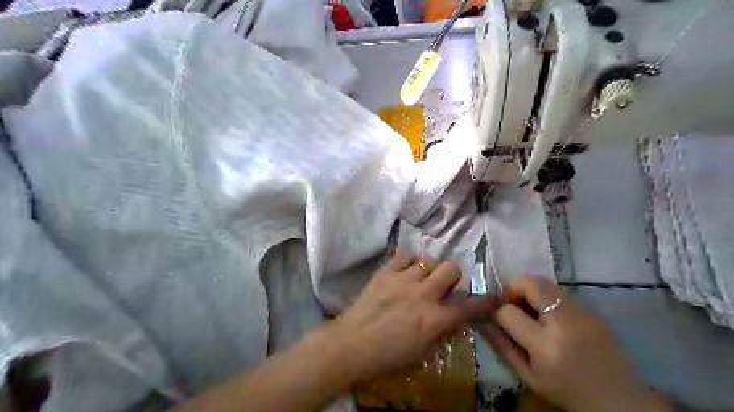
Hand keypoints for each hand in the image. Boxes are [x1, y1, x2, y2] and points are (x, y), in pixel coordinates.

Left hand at [312, 251, 488, 385]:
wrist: (351, 344)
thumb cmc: (387, 356)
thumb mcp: (422, 352)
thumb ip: (442, 332)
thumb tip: (454, 317)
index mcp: (434, 319)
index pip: (468, 306)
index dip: (484, 301)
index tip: (491, 297)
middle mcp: (423, 294)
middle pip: (451, 268)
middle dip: (452, 275)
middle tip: (443, 284)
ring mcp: (403, 279)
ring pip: (428, 259)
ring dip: (428, 270)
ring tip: (419, 278)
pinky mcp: (385, 271)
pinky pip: (404, 255)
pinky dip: (408, 262)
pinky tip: (404, 271)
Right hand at [477, 276, 668, 410]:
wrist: (619, 401)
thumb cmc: (566, 392)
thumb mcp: (528, 377)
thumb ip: (501, 346)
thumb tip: (482, 320)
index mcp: (545, 346)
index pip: (509, 312)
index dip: (498, 312)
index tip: (498, 318)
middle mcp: (565, 323)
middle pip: (531, 283)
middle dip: (513, 286)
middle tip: (511, 302)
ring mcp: (583, 314)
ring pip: (546, 283)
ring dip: (530, 289)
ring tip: (529, 308)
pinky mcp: (592, 312)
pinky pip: (561, 294)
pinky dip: (547, 298)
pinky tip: (549, 317)